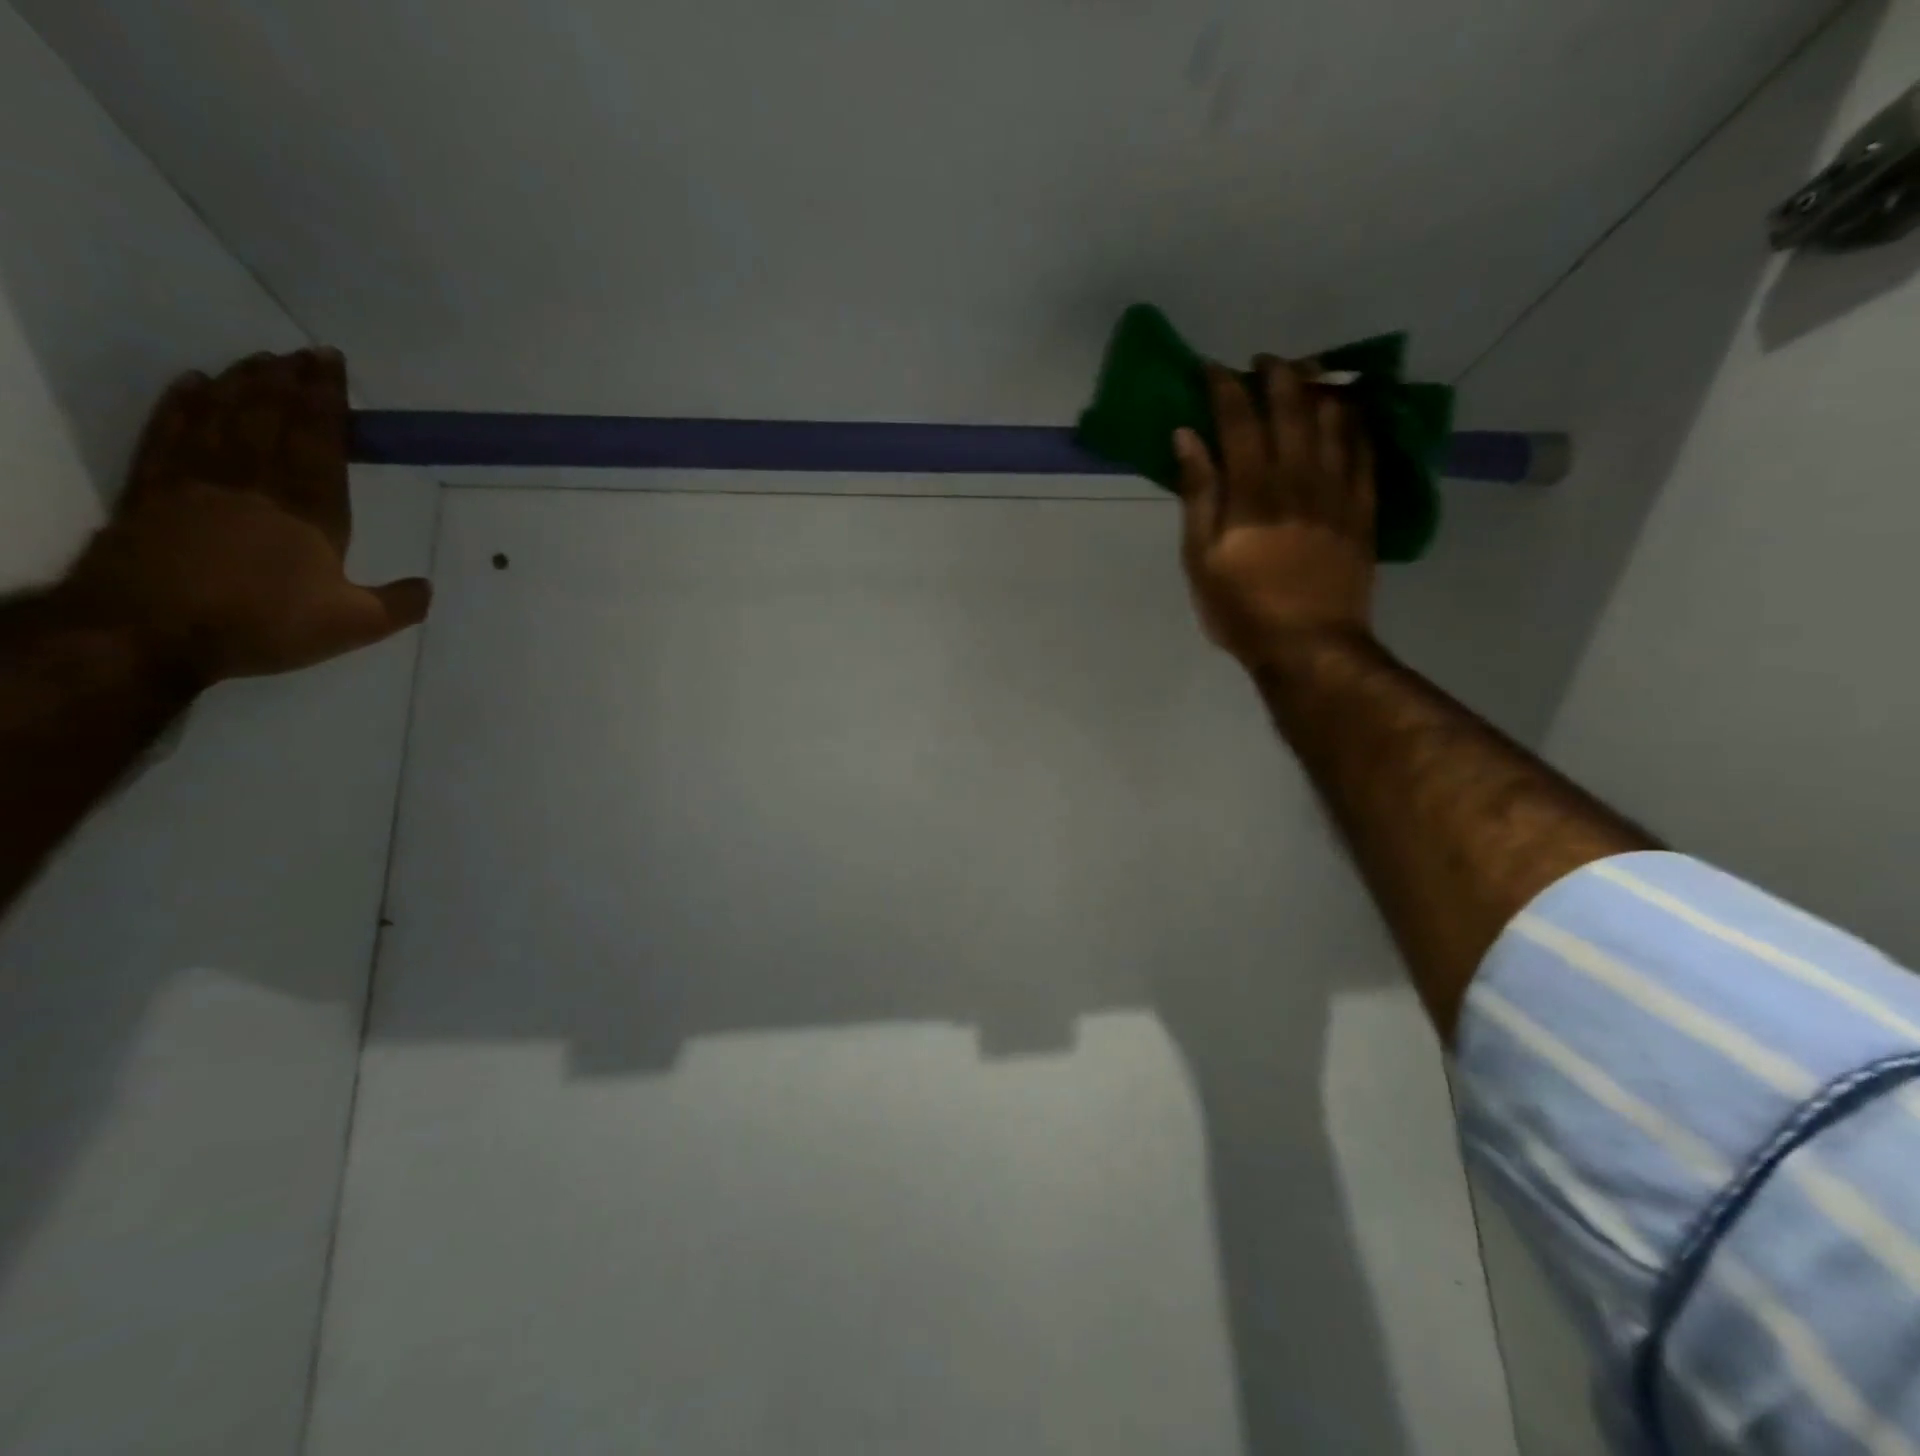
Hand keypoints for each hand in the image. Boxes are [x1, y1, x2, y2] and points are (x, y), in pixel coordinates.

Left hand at [58, 349, 429, 686]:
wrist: (151, 631)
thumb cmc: (264, 623)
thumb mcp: (353, 626)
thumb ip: (397, 605)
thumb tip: (428, 587)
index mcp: (310, 510)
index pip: (320, 440)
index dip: (326, 400)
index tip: (331, 365)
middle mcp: (256, 482)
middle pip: (272, 416)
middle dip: (290, 380)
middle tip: (304, 352)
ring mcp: (199, 480)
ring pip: (223, 415)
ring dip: (244, 383)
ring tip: (261, 358)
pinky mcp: (153, 488)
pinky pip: (170, 432)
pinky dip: (183, 402)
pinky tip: (195, 383)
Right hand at [1175, 357, 1375, 666]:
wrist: (1308, 645)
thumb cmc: (1241, 609)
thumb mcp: (1200, 558)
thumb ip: (1198, 494)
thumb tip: (1187, 438)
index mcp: (1251, 491)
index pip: (1238, 421)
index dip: (1224, 388)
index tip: (1212, 368)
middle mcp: (1297, 478)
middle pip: (1289, 409)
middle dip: (1275, 375)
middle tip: (1263, 361)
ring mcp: (1336, 491)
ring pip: (1333, 421)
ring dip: (1319, 388)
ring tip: (1308, 372)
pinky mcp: (1362, 509)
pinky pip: (1366, 451)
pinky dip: (1357, 423)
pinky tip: (1352, 408)